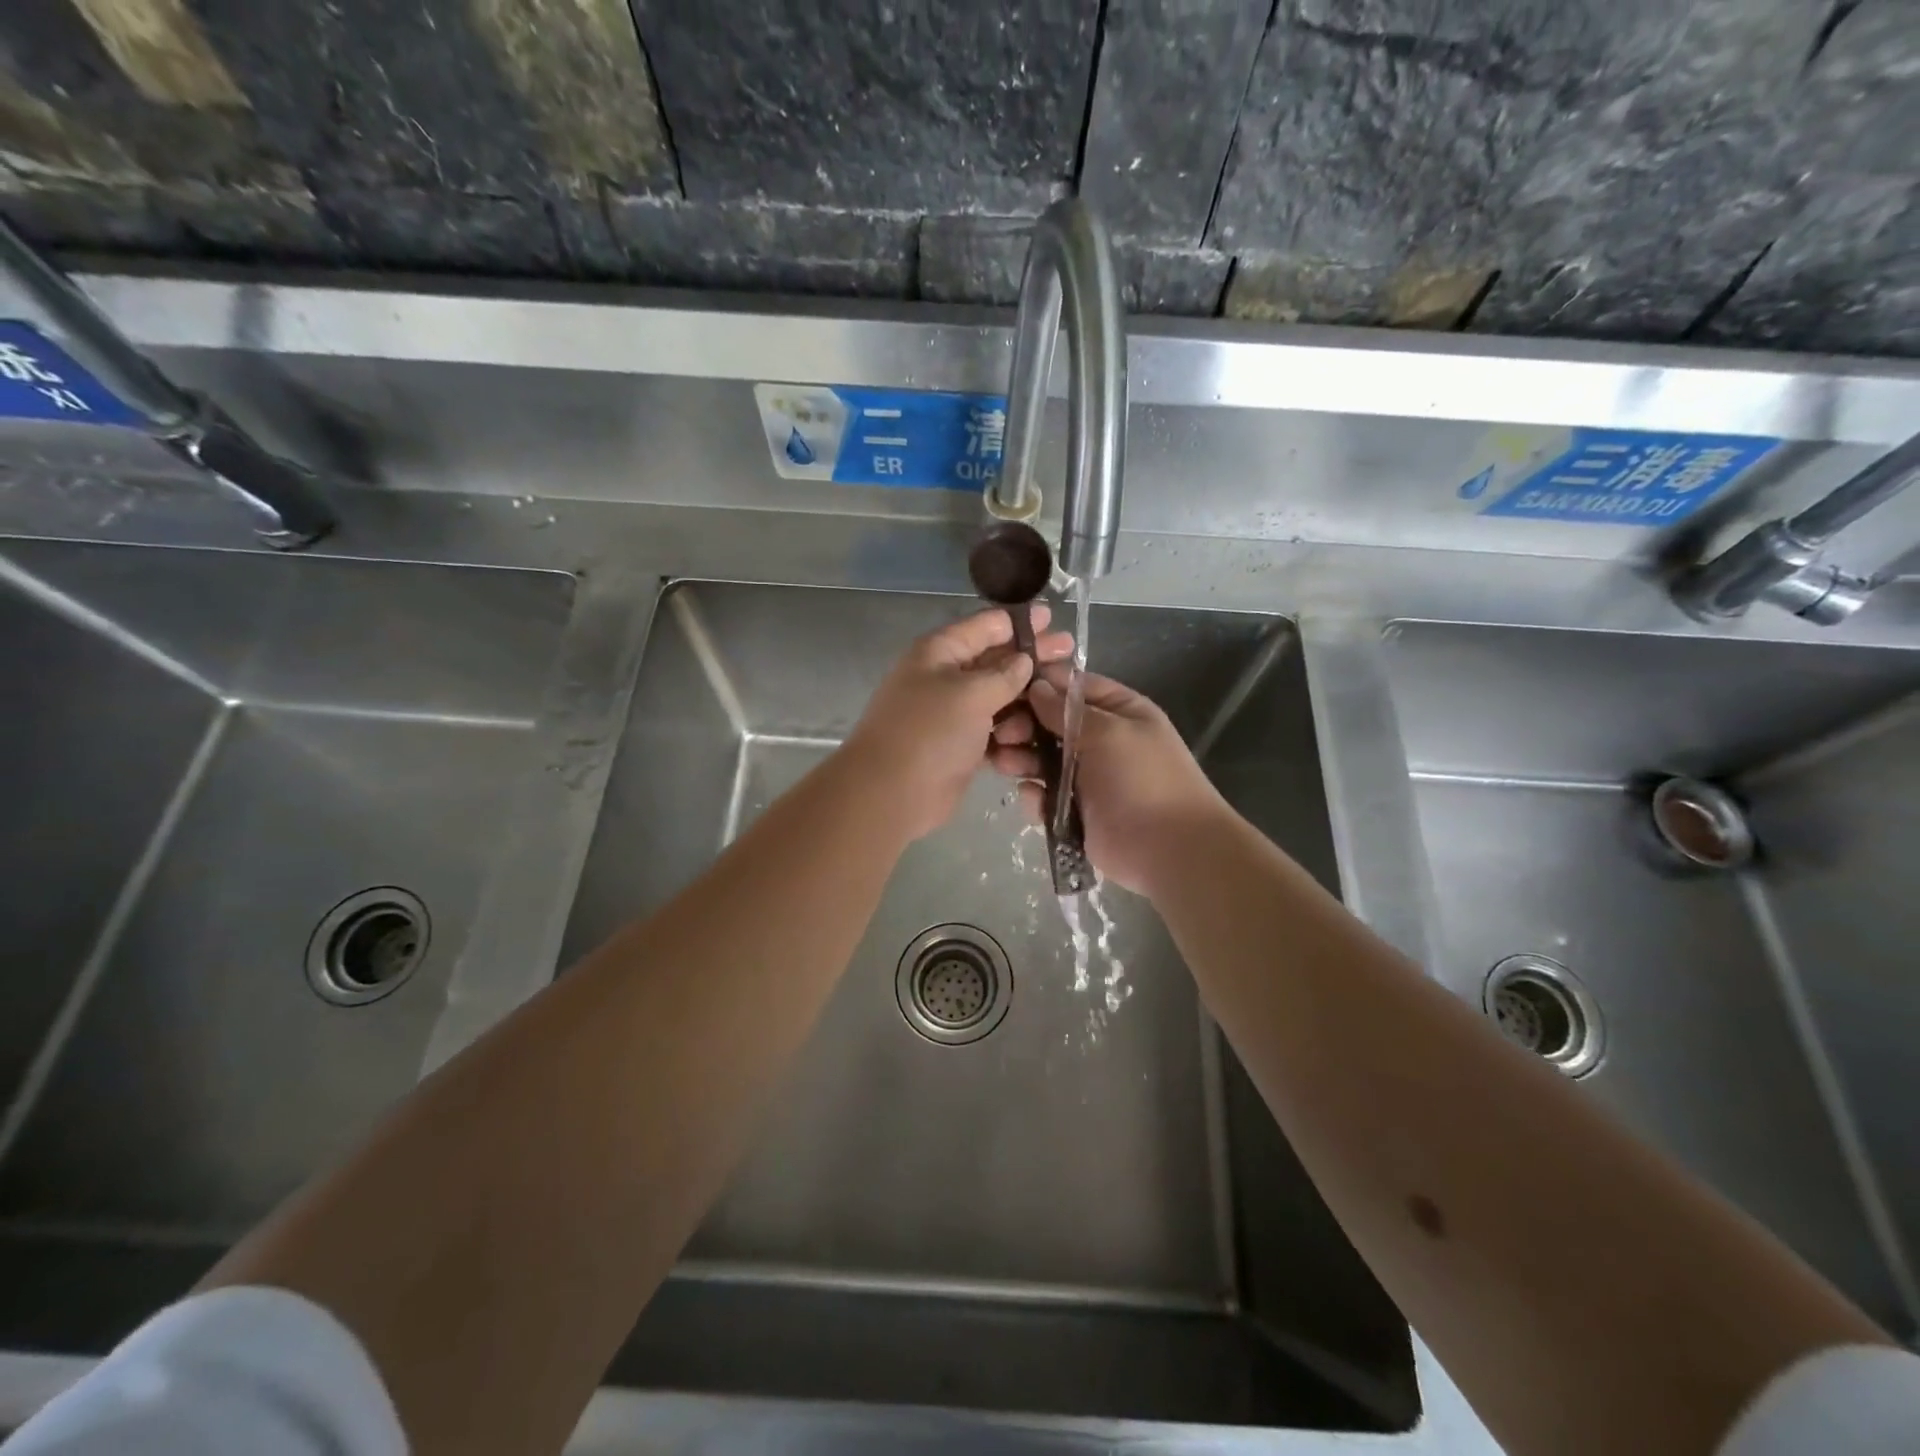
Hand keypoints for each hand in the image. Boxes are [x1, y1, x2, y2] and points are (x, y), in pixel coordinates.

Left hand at [844, 606, 1073, 841]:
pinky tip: (1036, 738)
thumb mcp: (970, 694)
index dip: (1021, 622)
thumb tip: (1024, 661)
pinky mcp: (962, 746)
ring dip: (1024, 704)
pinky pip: (995, 731)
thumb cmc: (929, 732)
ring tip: (1054, 709)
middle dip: (1032, 659)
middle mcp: (947, 677)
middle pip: (997, 661)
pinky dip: (1012, 734)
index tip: (1053, 618)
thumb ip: (1004, 674)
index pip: (986, 626)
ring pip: (1000, 699)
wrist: (891, 794)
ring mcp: (954, 713)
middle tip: (1071, 654)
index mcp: (940, 652)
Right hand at [991, 667, 1230, 895]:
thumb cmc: (1143, 779)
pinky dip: (1035, 795)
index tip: (1007, 688)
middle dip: (1024, 725)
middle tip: (1001, 734)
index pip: (1075, 687)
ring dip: (1021, 758)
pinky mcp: (1075, 811)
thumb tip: (1036, 687)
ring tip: (1003, 764)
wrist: (1168, 849)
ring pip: (1043, 759)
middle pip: (1051, 723)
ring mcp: (1087, 777)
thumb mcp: (1109, 732)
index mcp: (1119, 712)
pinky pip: (1045, 796)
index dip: (1041, 685)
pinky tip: (1032, 797)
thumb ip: (1067, 711)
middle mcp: (1102, 740)